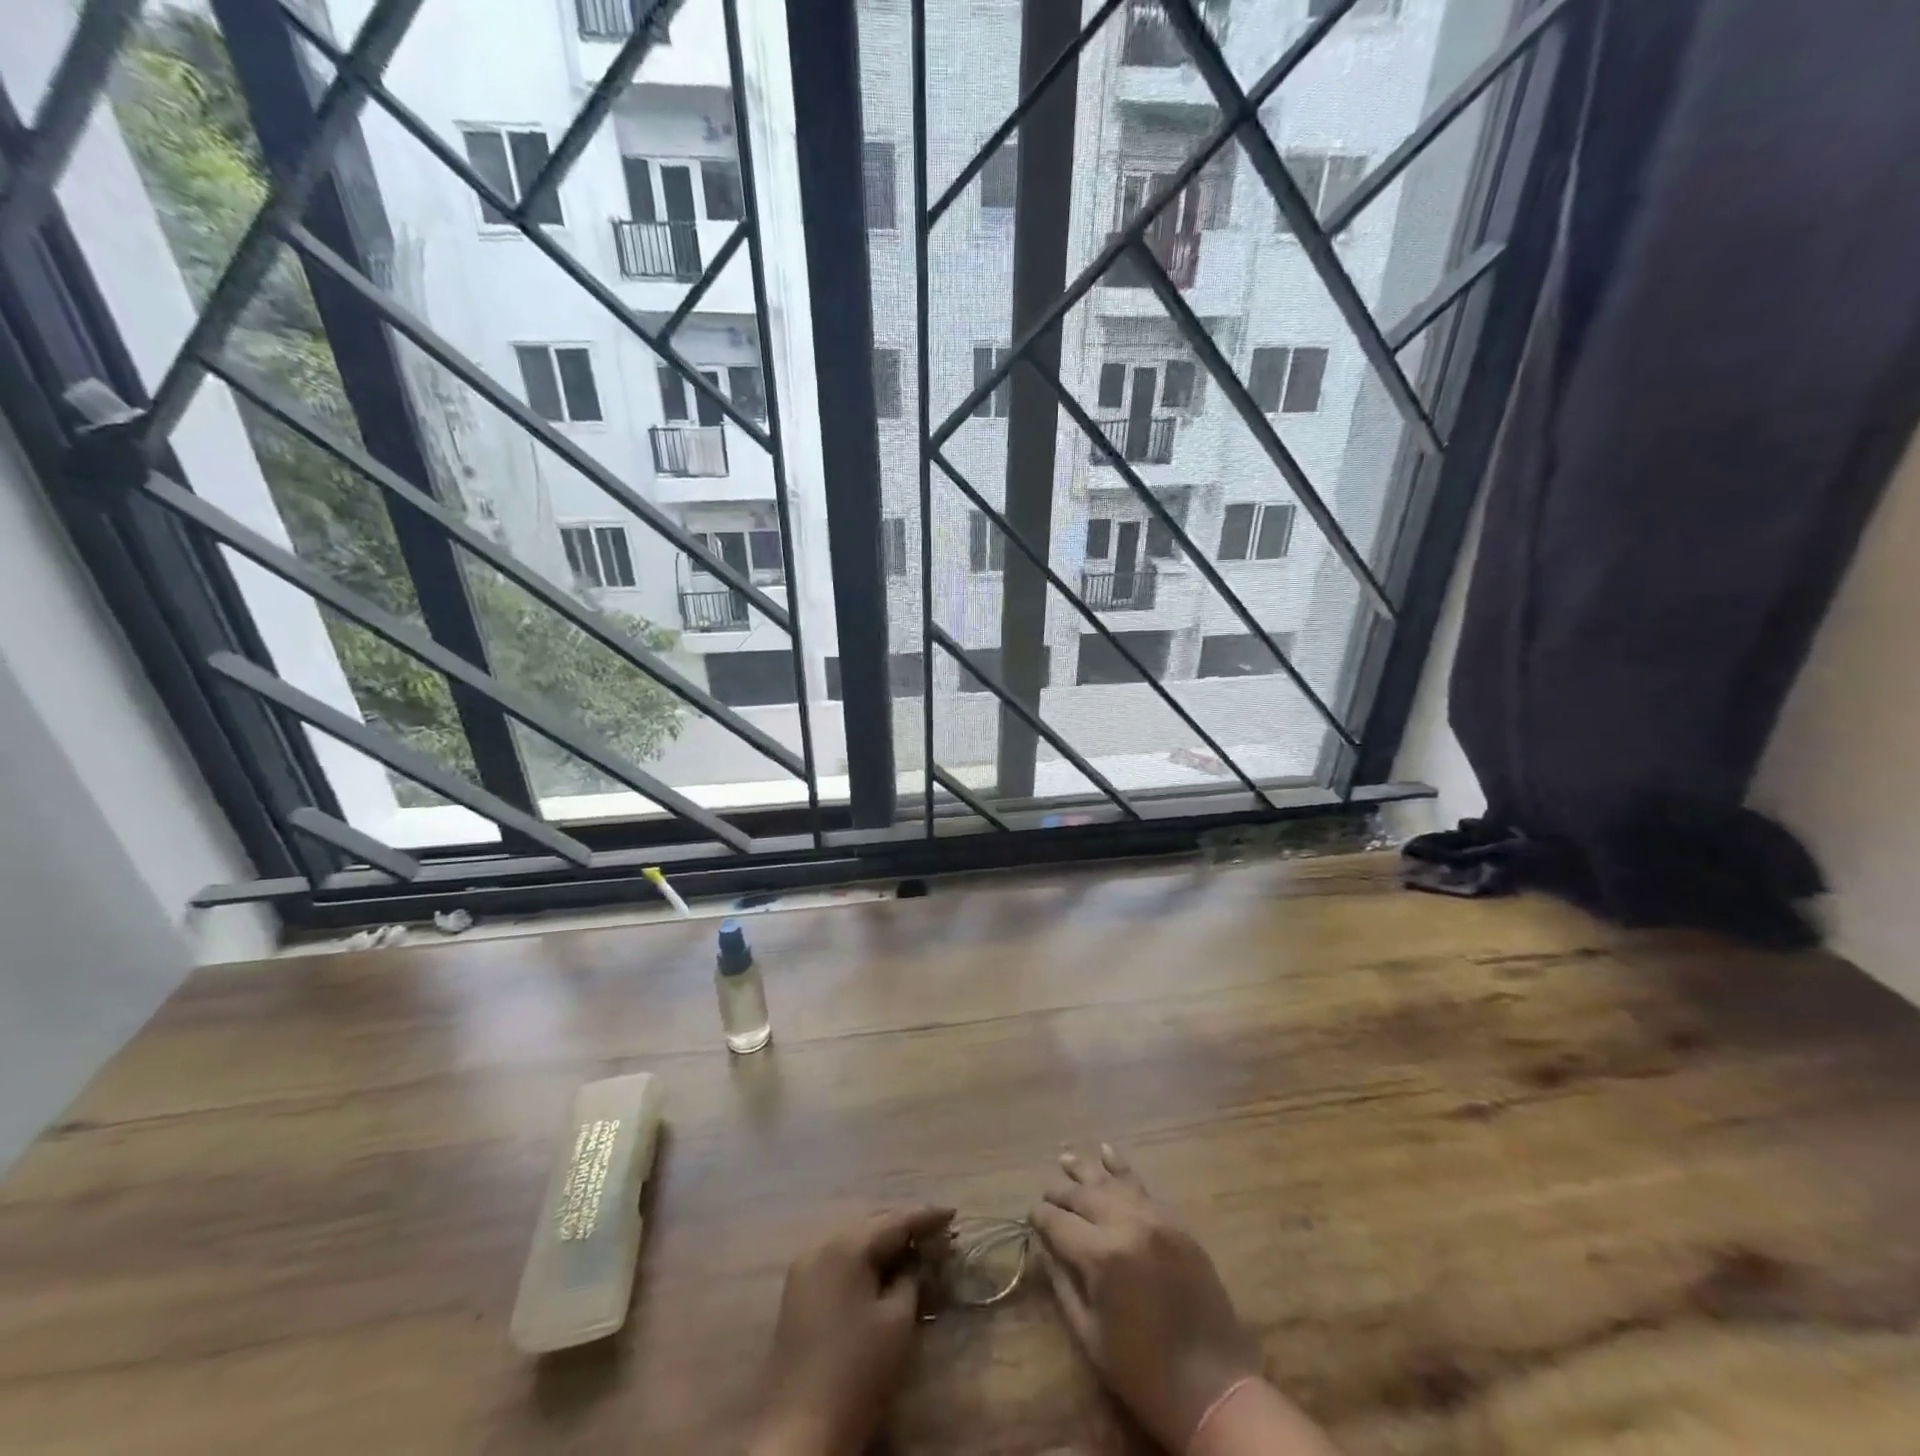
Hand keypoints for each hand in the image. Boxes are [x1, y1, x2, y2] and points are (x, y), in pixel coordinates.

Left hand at [748, 1205, 953, 1455]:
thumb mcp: (897, 1321)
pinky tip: (881, 1268)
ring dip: (883, 1241)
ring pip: (853, 1239)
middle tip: (936, 1234)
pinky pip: (839, 1257)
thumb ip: (911, 1279)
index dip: (927, 1217)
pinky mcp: (798, 1290)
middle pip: (871, 1223)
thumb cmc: (857, 1371)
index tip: (953, 1214)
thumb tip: (917, 1260)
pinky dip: (863, 1257)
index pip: (895, 1220)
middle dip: (904, 1226)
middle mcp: (822, 1244)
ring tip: (913, 1249)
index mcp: (847, 1245)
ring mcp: (805, 1266)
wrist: (800, 1429)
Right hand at [1030, 1146, 1263, 1451]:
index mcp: (1102, 1257)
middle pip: (1084, 1196)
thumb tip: (1045, 1248)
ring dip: (1087, 1170)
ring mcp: (1156, 1220)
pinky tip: (1108, 1153)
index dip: (1041, 1218)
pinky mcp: (1176, 1224)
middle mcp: (1128, 1225)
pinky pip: (1144, 1188)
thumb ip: (1063, 1285)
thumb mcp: (1091, 1336)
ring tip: (1066, 1158)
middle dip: (1061, 1193)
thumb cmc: (1144, 1372)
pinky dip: (1123, 1170)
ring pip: (1113, 1182)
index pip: (1059, 1223)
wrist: (1214, 1388)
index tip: (1030, 1216)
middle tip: (1046, 1193)